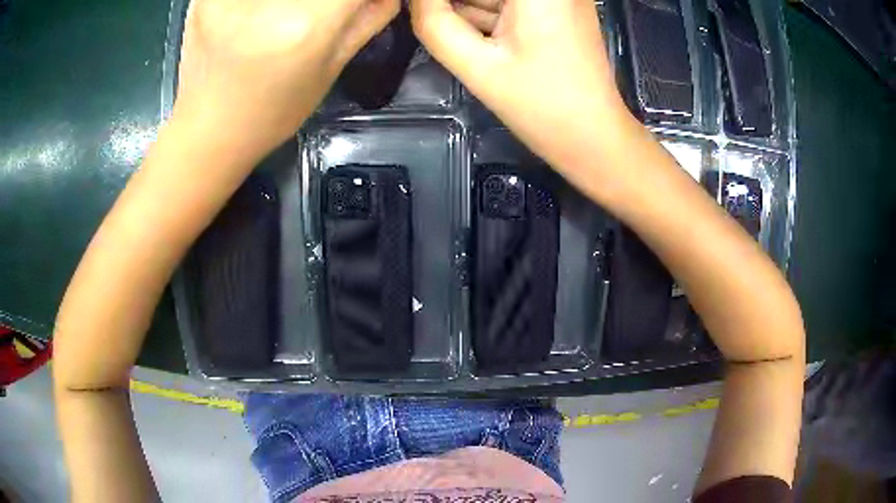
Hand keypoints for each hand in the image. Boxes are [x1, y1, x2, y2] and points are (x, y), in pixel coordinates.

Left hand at [173, 0, 399, 157]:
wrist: (208, 133)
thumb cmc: (272, 114)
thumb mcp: (331, 70)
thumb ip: (367, 20)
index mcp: (306, 25)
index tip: (357, 5)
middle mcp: (266, 2)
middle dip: (326, 1)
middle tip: (323, 12)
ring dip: (297, 2)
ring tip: (293, 14)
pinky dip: (260, 0)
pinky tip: (260, 12)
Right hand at [410, 0, 633, 170]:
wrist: (593, 138)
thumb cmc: (541, 107)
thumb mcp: (478, 67)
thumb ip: (434, 24)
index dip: (443, 2)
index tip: (424, 12)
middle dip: (457, 5)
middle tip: (430, 20)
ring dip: (469, 8)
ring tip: (472, 48)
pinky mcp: (558, 10)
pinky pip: (511, 3)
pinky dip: (487, 13)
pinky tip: (476, 36)